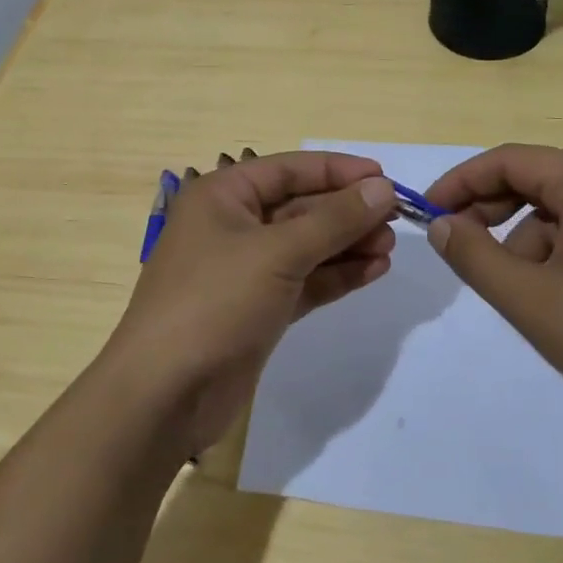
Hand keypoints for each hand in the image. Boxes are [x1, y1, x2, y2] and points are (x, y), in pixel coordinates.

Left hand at [103, 150, 397, 451]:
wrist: (165, 394)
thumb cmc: (215, 302)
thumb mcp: (278, 253)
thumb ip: (334, 220)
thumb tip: (383, 188)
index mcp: (223, 196)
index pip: (289, 169)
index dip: (338, 171)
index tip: (385, 177)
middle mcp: (232, 225)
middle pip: (300, 207)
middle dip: (346, 212)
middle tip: (396, 219)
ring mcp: (245, 269)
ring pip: (306, 246)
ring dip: (347, 244)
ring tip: (390, 247)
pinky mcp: (257, 308)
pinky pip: (304, 280)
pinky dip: (336, 275)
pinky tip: (373, 271)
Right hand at [424, 144, 562, 430]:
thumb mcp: (533, 301)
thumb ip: (476, 257)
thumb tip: (442, 225)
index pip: (508, 160)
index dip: (460, 182)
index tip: (428, 214)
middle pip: (534, 180)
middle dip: (489, 212)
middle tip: (458, 248)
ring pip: (558, 212)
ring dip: (523, 242)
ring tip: (518, 294)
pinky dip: (556, 255)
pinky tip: (557, 301)